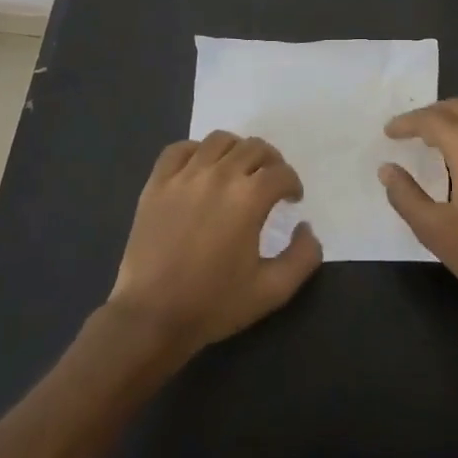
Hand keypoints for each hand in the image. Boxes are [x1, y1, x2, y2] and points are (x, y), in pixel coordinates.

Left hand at [109, 132, 322, 357]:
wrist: (152, 316)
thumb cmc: (214, 304)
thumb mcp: (273, 290)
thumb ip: (303, 256)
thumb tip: (306, 227)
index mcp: (248, 198)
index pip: (281, 173)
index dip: (293, 184)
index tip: (291, 199)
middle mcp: (218, 176)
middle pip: (253, 148)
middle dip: (271, 162)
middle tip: (271, 183)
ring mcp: (183, 176)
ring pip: (219, 140)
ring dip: (237, 150)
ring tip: (238, 171)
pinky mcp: (156, 183)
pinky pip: (179, 149)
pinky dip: (196, 150)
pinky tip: (201, 169)